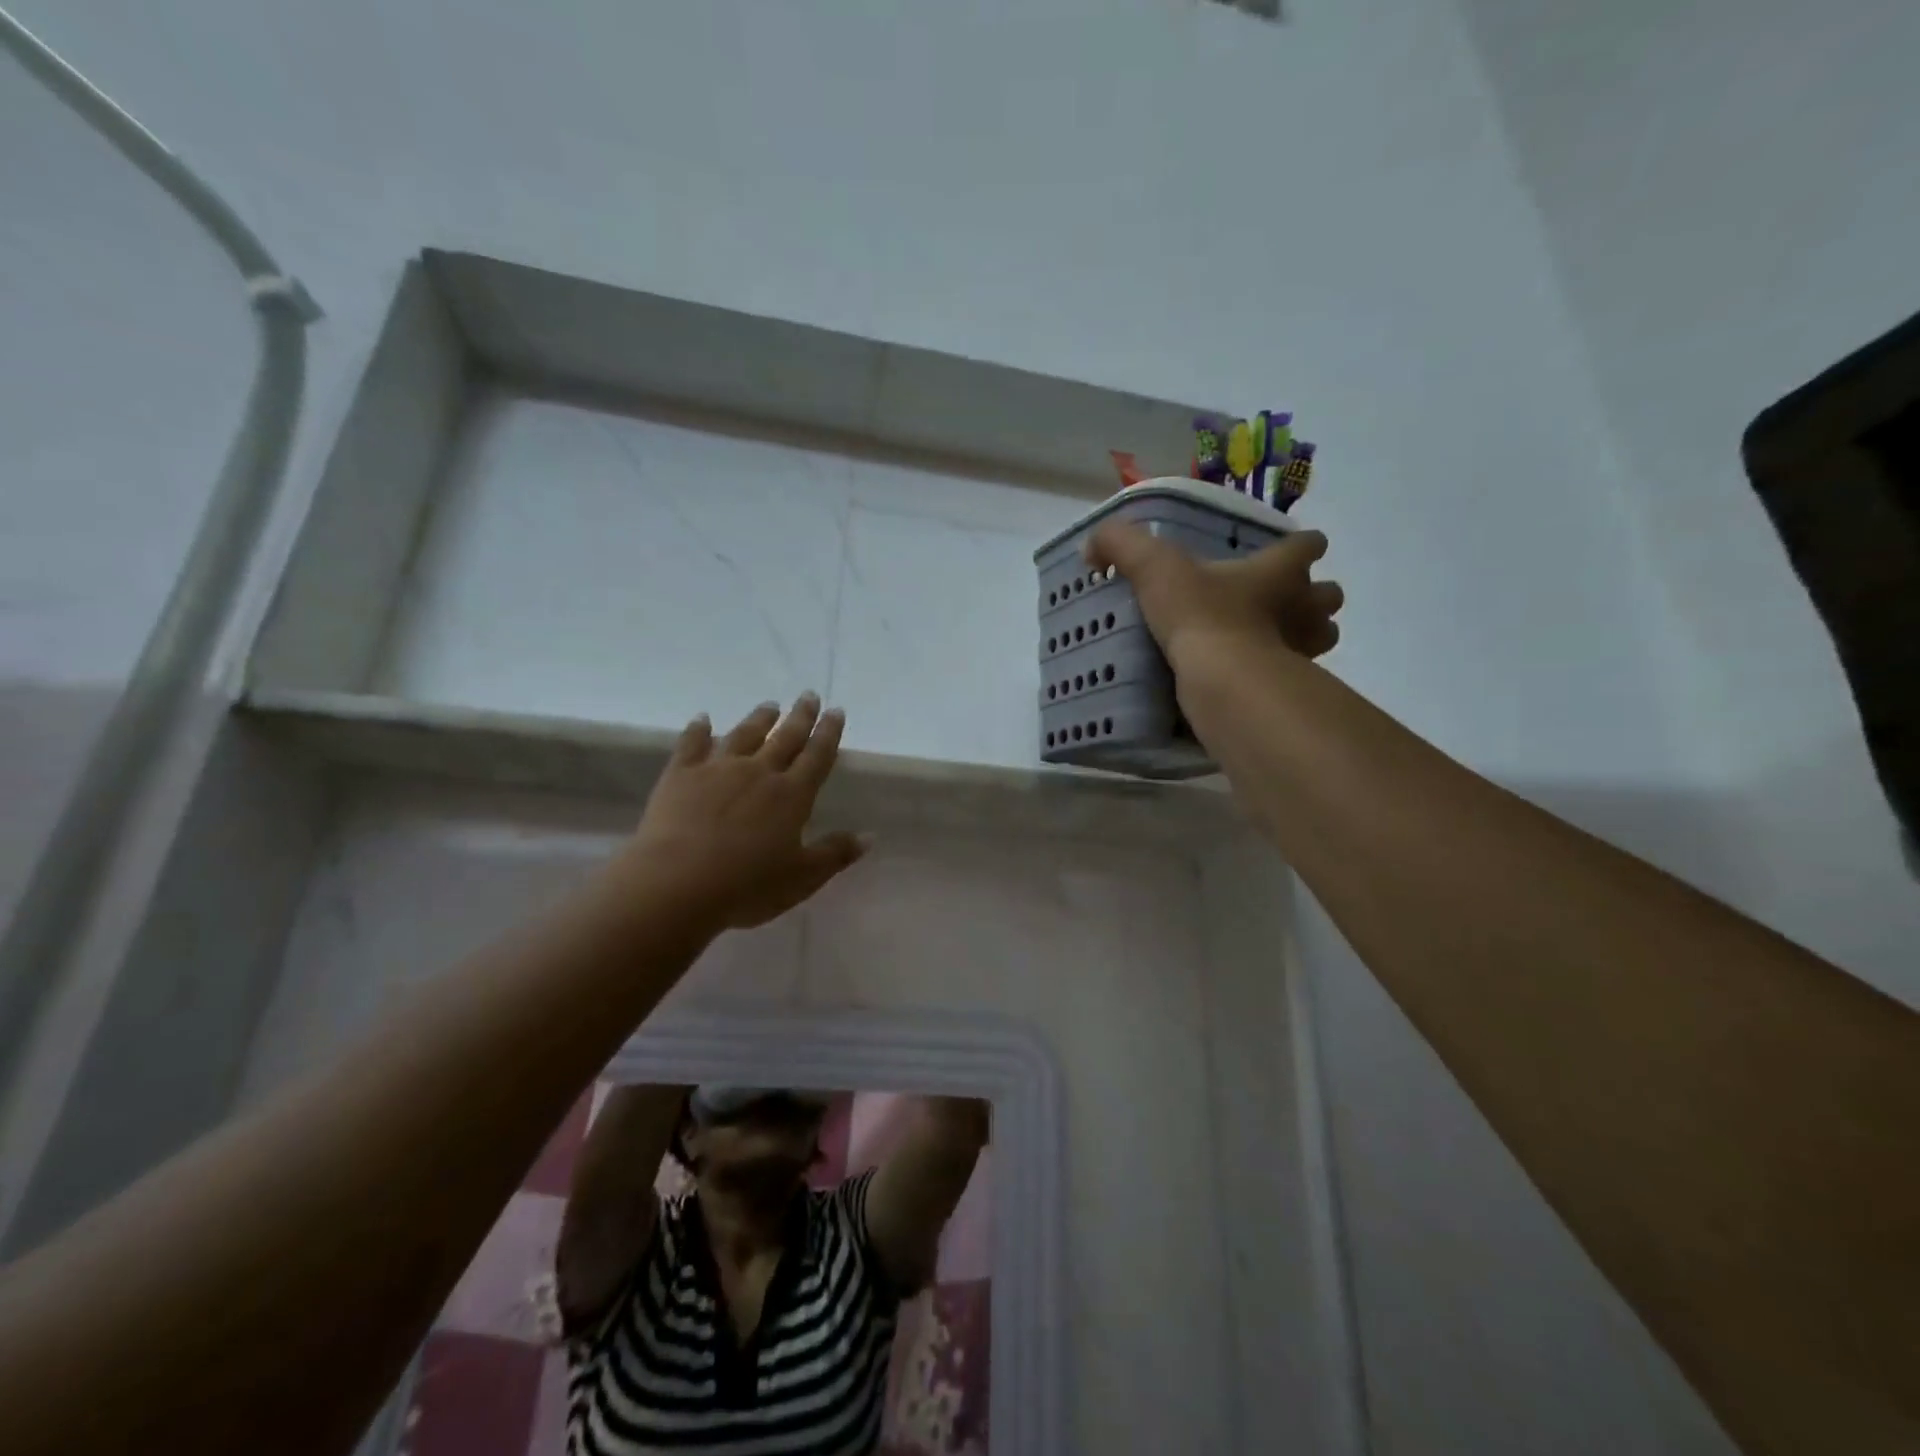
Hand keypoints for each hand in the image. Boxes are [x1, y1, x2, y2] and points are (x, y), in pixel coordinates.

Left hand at [613, 694, 867, 932]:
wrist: (678, 883)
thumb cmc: (747, 886)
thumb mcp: (802, 877)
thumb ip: (835, 853)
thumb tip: (869, 835)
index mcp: (792, 795)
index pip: (817, 756)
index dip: (829, 733)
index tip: (836, 711)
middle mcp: (759, 773)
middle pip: (785, 737)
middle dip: (800, 716)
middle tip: (809, 695)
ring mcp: (718, 770)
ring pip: (744, 735)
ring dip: (759, 718)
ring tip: (770, 705)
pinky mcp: (681, 775)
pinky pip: (692, 744)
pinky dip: (698, 730)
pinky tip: (702, 719)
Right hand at [1086, 521, 1344, 676]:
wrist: (1223, 680)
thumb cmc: (1200, 614)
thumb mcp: (1153, 568)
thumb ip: (1122, 546)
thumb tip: (1093, 545)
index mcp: (1279, 571)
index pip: (1307, 545)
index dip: (1299, 546)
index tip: (1284, 553)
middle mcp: (1303, 607)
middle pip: (1328, 596)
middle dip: (1311, 599)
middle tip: (1277, 605)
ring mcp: (1304, 651)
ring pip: (1321, 639)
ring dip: (1303, 639)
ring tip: (1267, 644)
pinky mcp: (1291, 689)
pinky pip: (1295, 679)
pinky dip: (1279, 677)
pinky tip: (1250, 679)